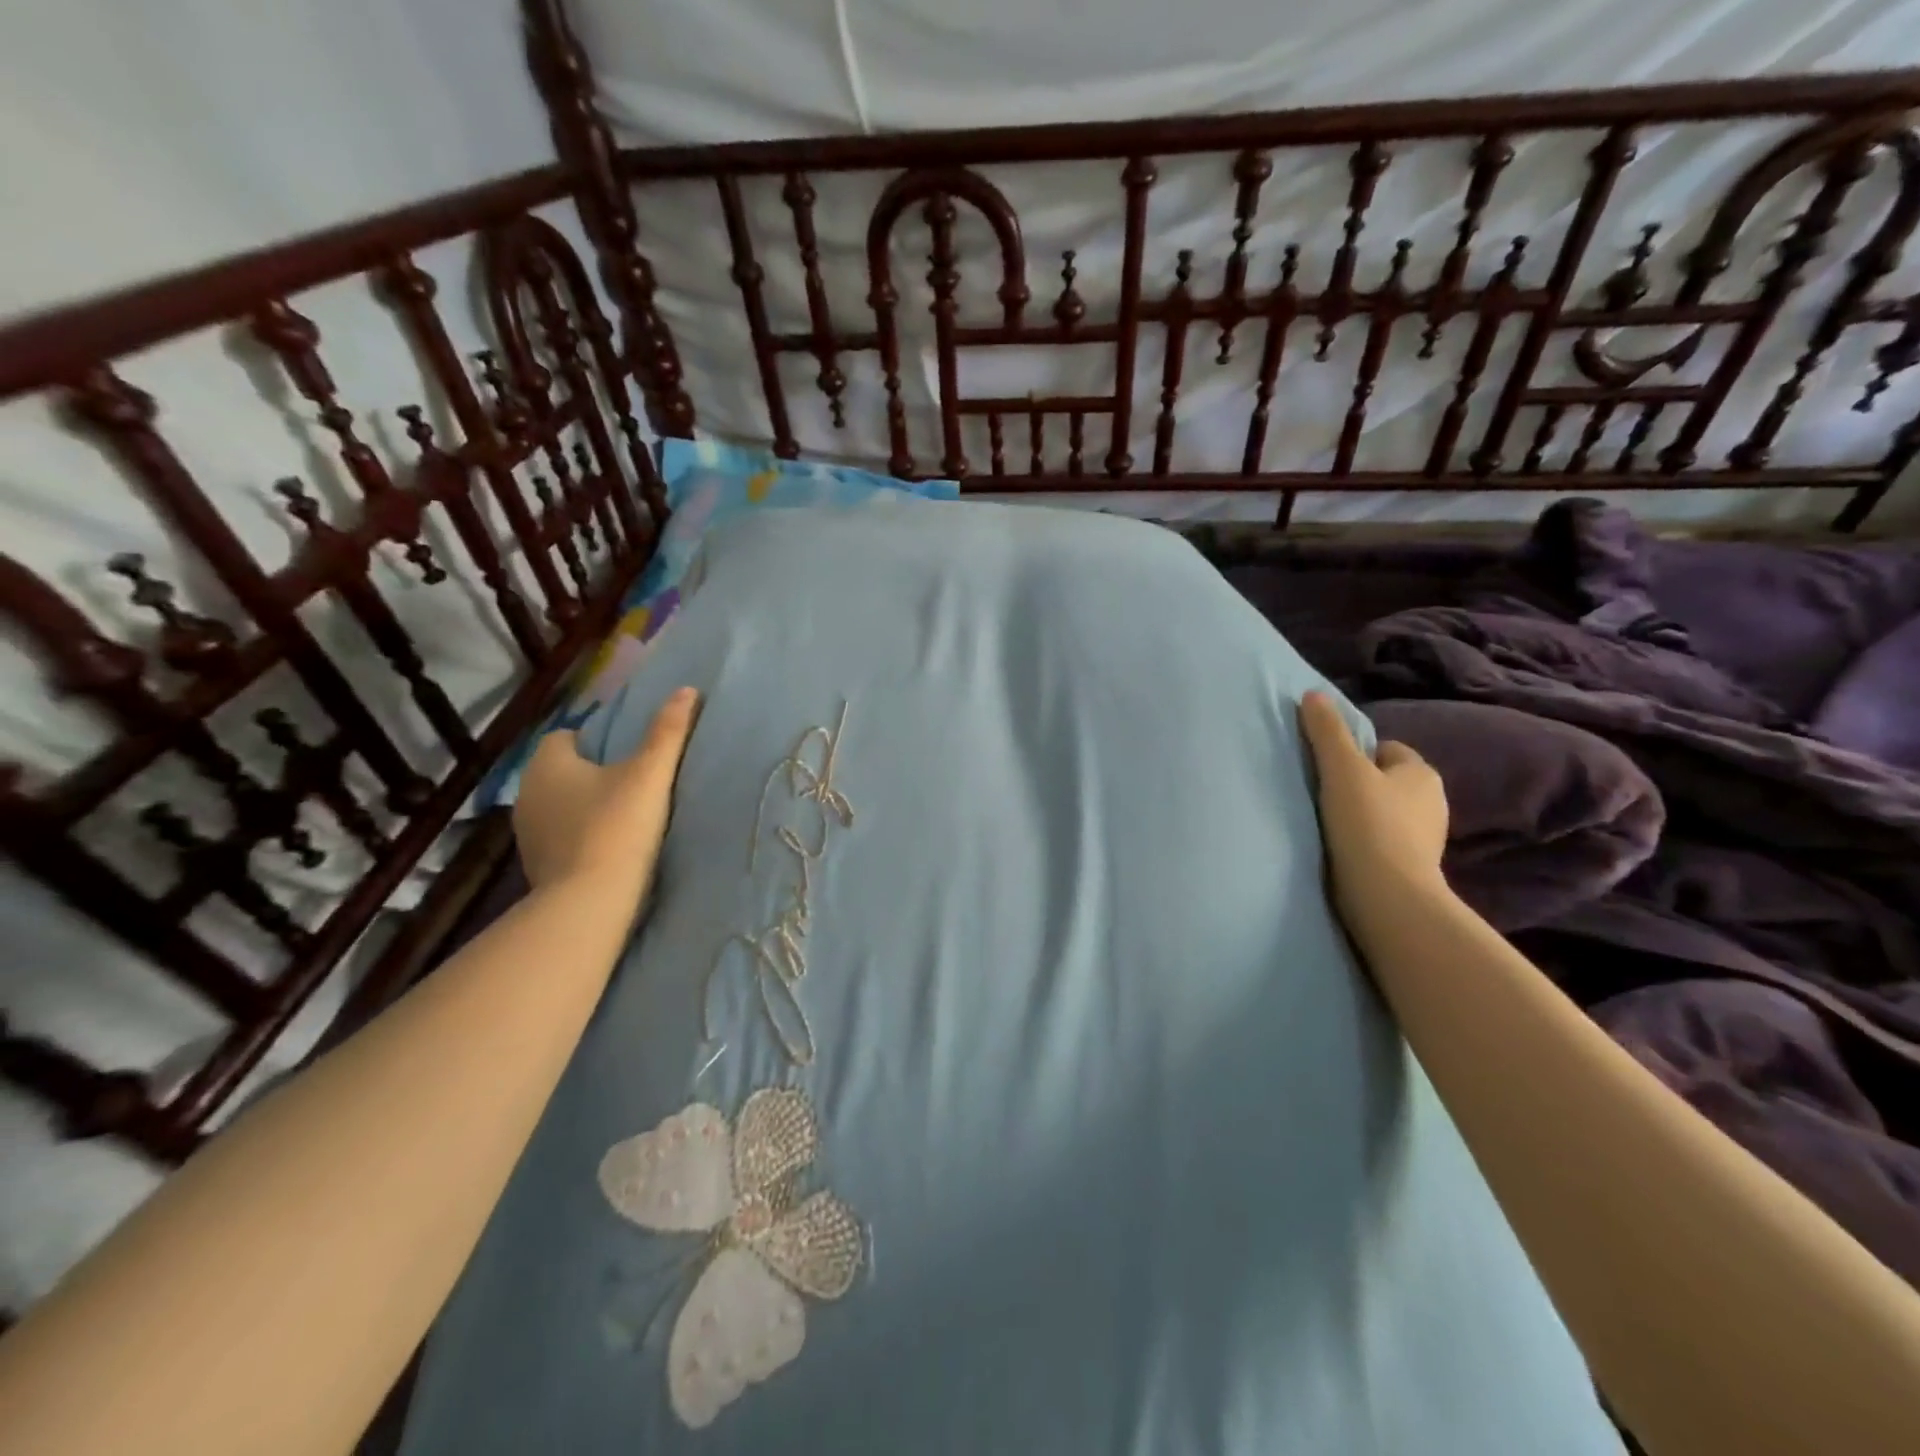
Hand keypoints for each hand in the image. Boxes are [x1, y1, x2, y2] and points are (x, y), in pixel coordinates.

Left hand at [512, 687, 699, 897]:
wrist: (589, 902)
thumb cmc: (617, 827)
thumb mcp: (650, 773)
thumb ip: (668, 731)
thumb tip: (687, 690)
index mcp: (547, 763)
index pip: (564, 736)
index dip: (595, 740)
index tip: (628, 753)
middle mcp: (527, 793)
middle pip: (562, 771)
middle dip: (592, 773)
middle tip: (634, 781)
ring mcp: (527, 832)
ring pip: (560, 805)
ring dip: (585, 806)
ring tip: (626, 815)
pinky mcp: (537, 865)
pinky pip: (561, 836)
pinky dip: (580, 836)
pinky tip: (610, 846)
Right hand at [1299, 691, 1448, 924]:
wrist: (1387, 897)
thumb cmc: (1367, 824)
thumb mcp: (1342, 769)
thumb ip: (1327, 731)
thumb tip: (1313, 694)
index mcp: (1422, 773)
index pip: (1385, 749)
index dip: (1354, 754)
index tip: (1327, 770)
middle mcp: (1433, 802)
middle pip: (1384, 782)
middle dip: (1358, 786)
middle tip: (1322, 796)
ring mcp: (1425, 839)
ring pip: (1384, 813)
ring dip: (1360, 816)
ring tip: (1327, 826)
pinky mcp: (1412, 868)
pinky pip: (1383, 842)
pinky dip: (1365, 843)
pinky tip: (1342, 850)